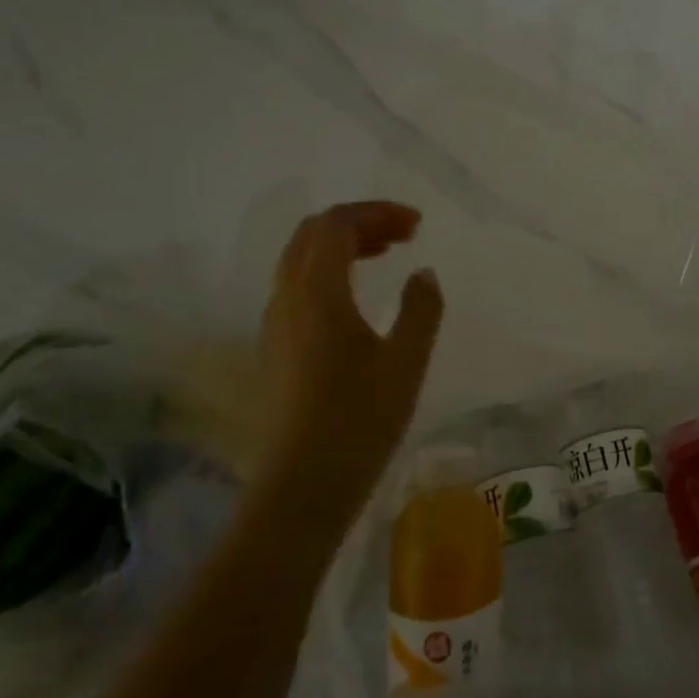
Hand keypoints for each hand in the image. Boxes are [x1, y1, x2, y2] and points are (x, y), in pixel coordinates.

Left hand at [177, 201, 442, 537]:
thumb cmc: (360, 419)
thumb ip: (421, 309)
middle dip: (359, 222)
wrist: (303, 484)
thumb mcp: (406, 361)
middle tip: (404, 234)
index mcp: (317, 292)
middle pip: (313, 234)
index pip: (337, 225)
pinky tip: (356, 297)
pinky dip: (328, 272)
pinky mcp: (275, 347)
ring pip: (301, 260)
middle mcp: (287, 297)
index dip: (377, 213)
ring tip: (385, 255)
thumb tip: (423, 273)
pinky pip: (298, 286)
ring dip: (342, 246)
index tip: (417, 224)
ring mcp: (275, 323)